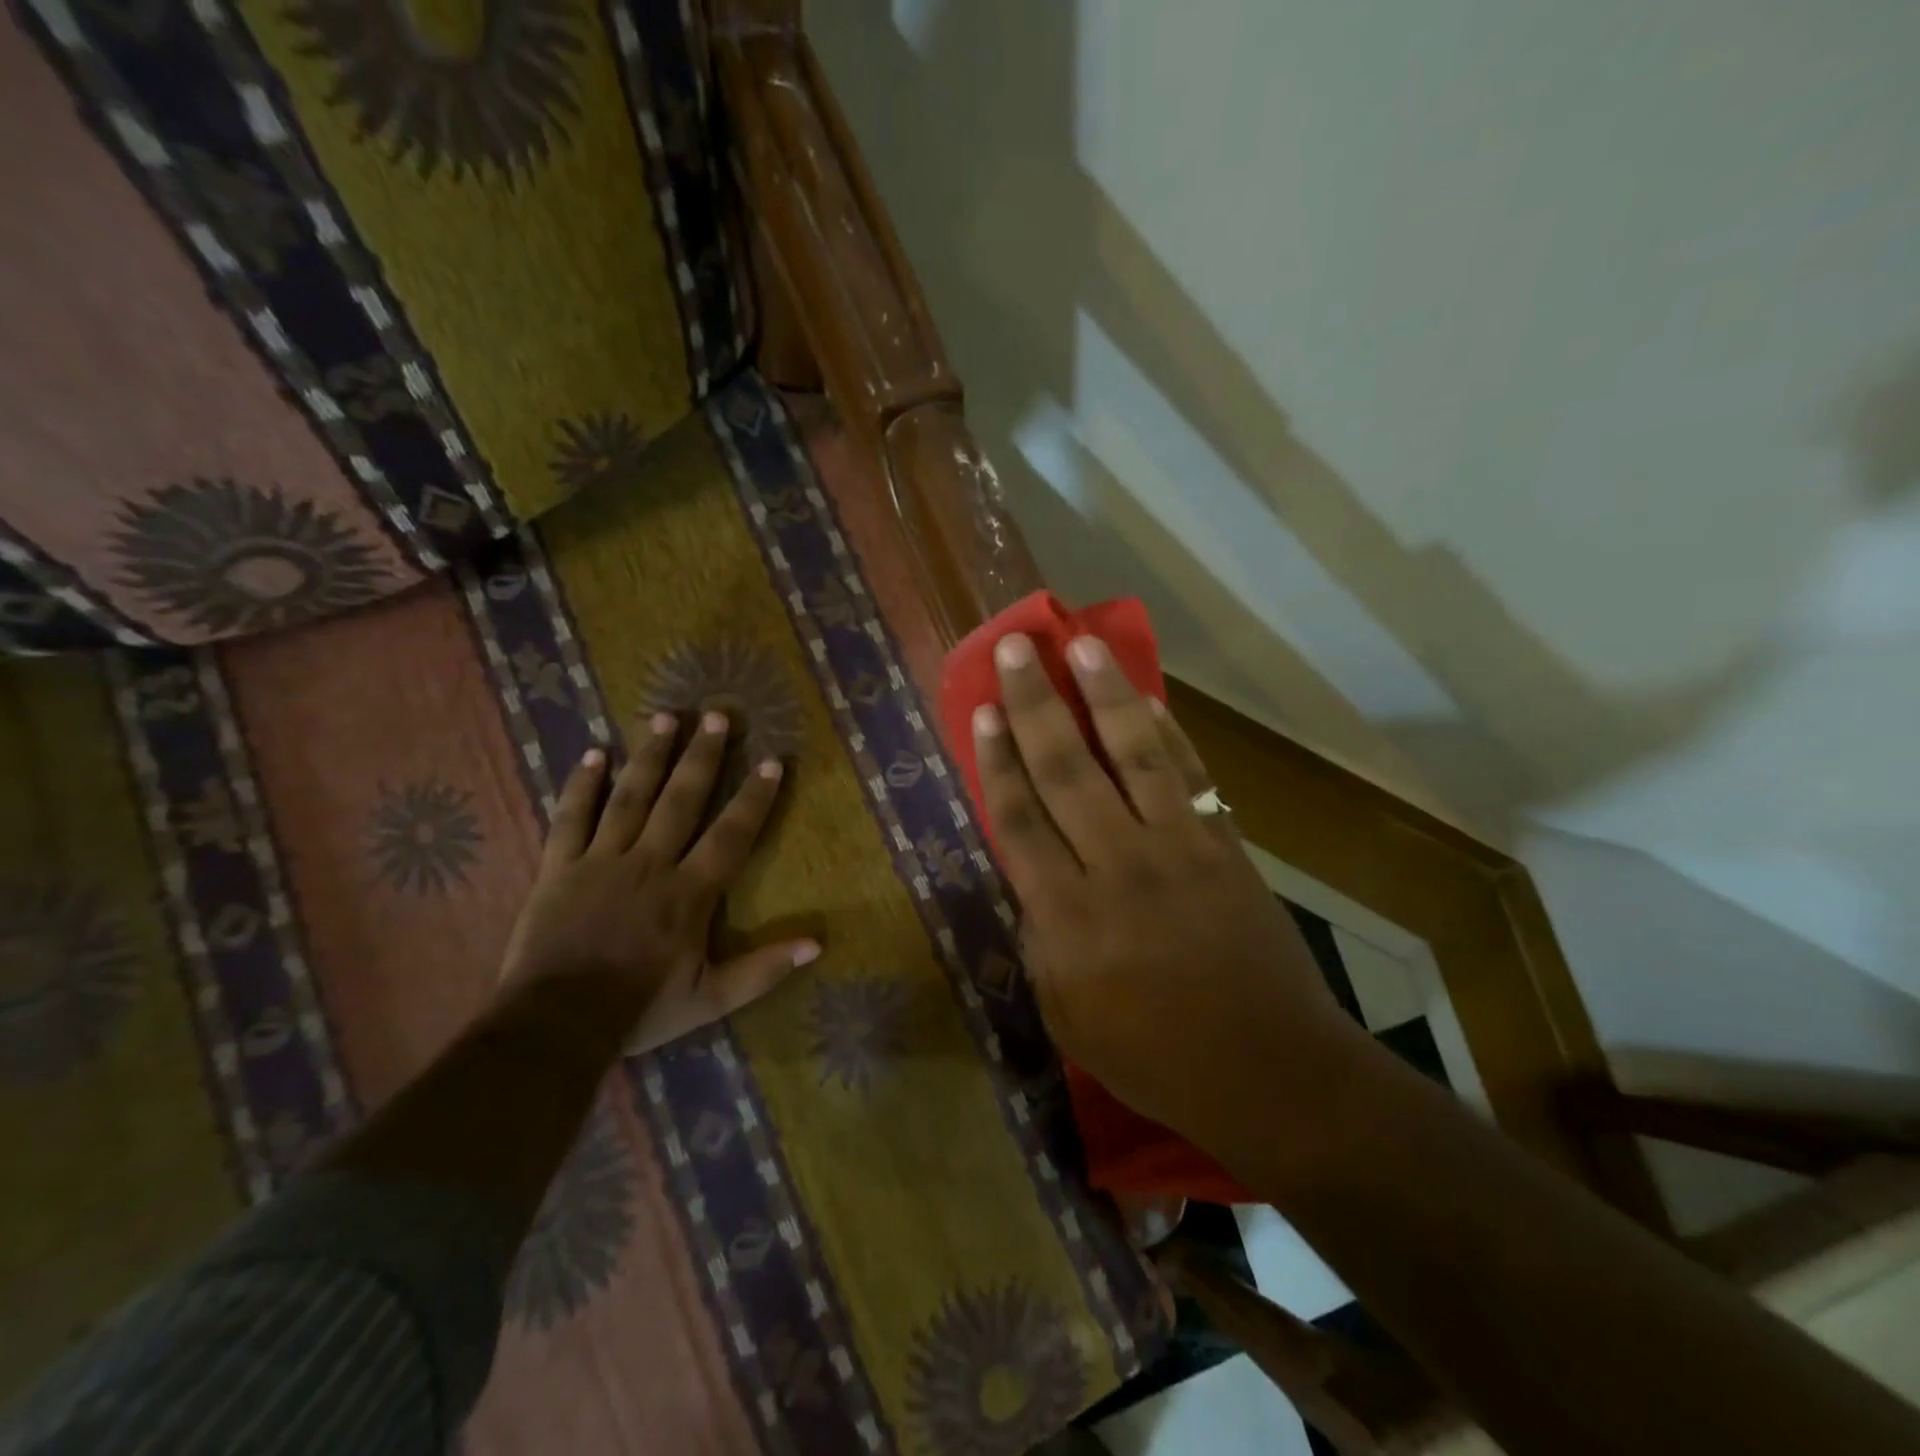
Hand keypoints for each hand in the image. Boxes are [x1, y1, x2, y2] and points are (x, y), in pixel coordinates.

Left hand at [502, 709, 818, 1053]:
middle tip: (717, 716)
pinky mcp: (559, 868)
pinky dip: (581, 786)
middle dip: (703, 757)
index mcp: (689, 892)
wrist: (555, 1024)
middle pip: (681, 800)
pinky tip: (592, 754)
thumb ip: (763, 969)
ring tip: (665, 717)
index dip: (754, 798)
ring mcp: (601, 860)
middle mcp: (650, 863)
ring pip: (630, 797)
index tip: (772, 761)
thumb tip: (818, 944)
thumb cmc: (639, 1009)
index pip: (731, 835)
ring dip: (650, 755)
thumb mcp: (711, 999)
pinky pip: (570, 818)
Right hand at [973, 634, 1362, 1142]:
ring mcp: (1178, 849)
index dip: (997, 760)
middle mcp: (1117, 867)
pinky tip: (1148, 700)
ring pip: (1132, 756)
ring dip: (1104, 696)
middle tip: (1016, 648)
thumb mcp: (1067, 1016)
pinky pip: (1190, 776)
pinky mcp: (1225, 846)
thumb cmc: (1155, 1057)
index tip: (982, 710)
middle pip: (1066, 770)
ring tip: (1082, 645)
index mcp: (1068, 917)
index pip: (1020, 820)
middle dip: (1035, 705)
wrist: (1269, 1070)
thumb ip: (1040, 940)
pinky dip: (1168, 734)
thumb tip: (1030, 877)